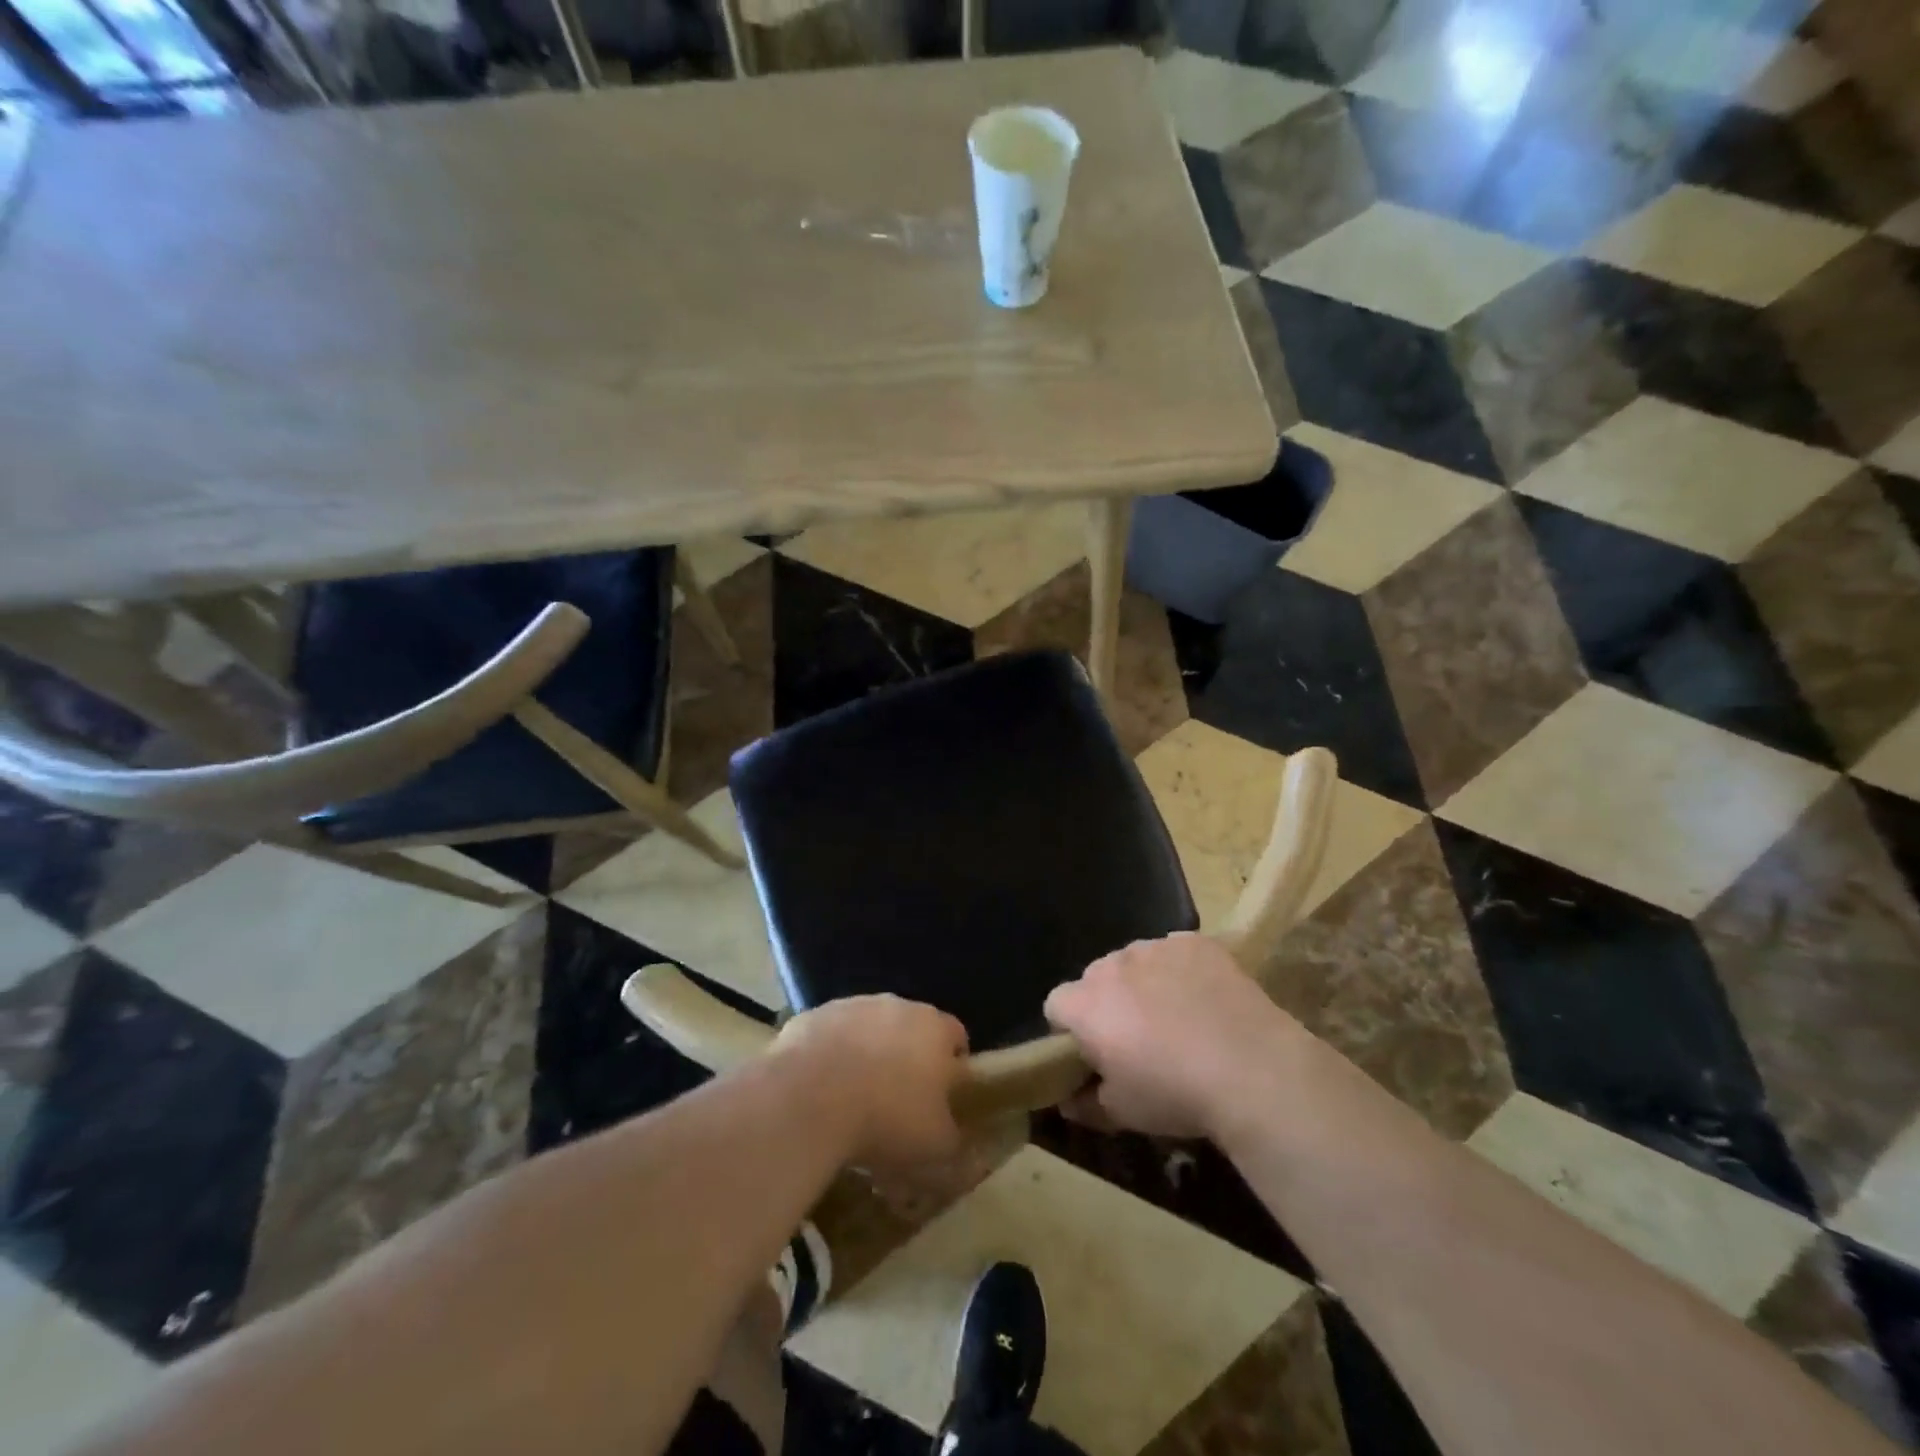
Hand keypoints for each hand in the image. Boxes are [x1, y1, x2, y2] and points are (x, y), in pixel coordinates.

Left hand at [771, 995, 968, 1169]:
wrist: (811, 1098)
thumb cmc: (887, 1117)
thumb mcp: (935, 1145)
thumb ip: (953, 1136)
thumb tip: (952, 1134)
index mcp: (935, 1029)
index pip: (957, 1036)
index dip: (952, 1065)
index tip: (942, 1096)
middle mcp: (897, 1005)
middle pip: (910, 1027)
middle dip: (907, 1057)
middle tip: (896, 1099)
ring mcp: (853, 1006)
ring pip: (868, 1028)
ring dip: (867, 1053)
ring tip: (854, 1096)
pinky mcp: (815, 1015)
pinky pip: (830, 1035)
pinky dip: (830, 1056)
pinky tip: (819, 1089)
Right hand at [1044, 932, 1309, 1138]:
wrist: (1252, 1070)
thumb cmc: (1176, 1094)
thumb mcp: (1122, 1113)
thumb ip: (1085, 1104)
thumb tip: (1068, 1100)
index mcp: (1085, 1004)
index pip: (1056, 1006)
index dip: (1069, 1031)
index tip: (1093, 1055)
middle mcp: (1112, 964)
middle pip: (1096, 979)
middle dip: (1108, 1004)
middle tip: (1138, 1039)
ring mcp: (1155, 947)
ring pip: (1135, 962)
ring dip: (1143, 984)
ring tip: (1178, 1018)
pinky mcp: (1195, 942)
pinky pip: (1175, 953)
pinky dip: (1182, 971)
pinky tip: (1206, 999)